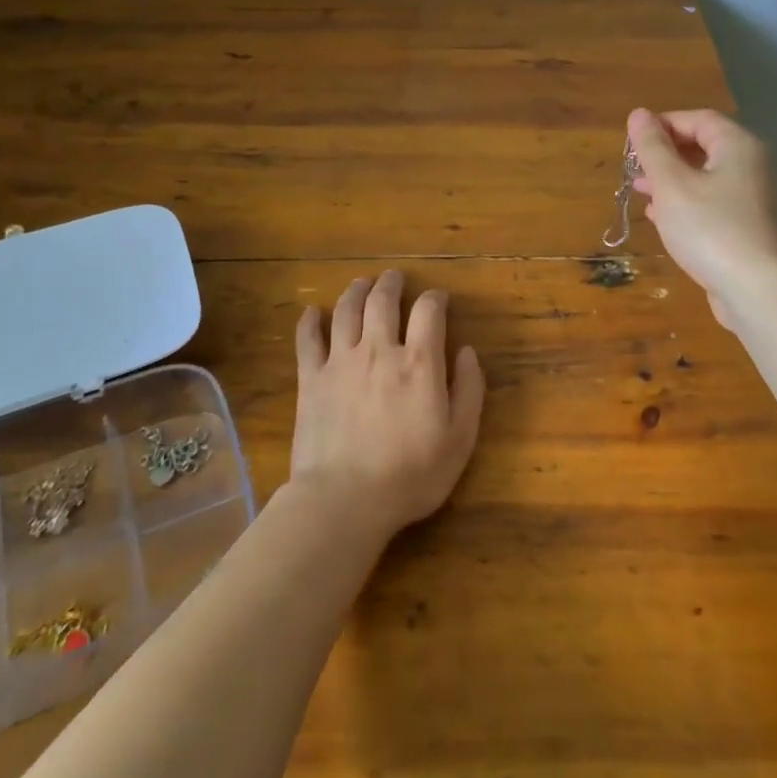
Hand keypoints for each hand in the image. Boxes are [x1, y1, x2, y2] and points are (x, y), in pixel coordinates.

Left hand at [290, 270, 485, 537]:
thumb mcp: (460, 439)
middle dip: (392, 283)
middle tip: (395, 277)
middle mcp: (379, 350)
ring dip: (356, 291)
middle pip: (383, 300)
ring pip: (346, 310)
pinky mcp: (310, 379)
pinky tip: (312, 312)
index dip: (436, 298)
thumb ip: (469, 390)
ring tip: (362, 284)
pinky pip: (307, 339)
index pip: (429, 311)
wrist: (345, 499)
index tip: (439, 299)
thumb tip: (467, 352)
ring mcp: (340, 362)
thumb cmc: (411, 474)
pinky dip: (309, 321)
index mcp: (420, 362)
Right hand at [628, 107, 776, 324]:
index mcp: (739, 146)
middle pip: (705, 147)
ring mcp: (754, 199)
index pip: (699, 119)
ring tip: (641, 191)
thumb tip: (639, 114)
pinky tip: (661, 217)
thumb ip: (653, 148)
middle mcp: (753, 166)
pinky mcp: (748, 227)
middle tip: (634, 168)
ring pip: (707, 178)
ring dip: (672, 181)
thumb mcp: (672, 185)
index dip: (663, 124)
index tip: (632, 141)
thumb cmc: (709, 228)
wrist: (754, 288)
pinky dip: (687, 203)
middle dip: (666, 155)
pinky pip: (713, 204)